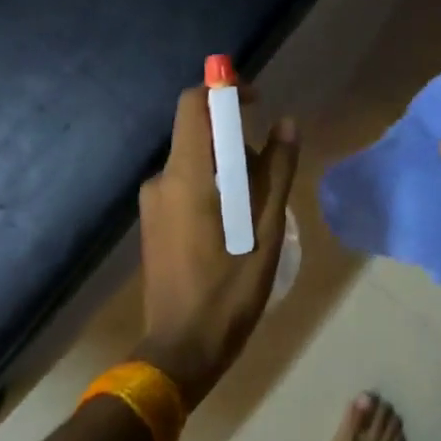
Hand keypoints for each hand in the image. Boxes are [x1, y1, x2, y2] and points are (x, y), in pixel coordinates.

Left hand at [133, 86, 299, 407]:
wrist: (180, 349)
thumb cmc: (229, 292)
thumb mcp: (265, 230)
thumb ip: (278, 171)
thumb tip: (287, 123)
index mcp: (186, 177)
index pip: (194, 105)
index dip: (224, 91)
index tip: (257, 101)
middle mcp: (162, 180)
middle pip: (199, 134)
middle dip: (237, 139)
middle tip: (272, 173)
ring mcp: (153, 203)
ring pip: (195, 161)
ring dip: (229, 167)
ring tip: (259, 207)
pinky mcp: (154, 222)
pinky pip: (185, 184)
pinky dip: (213, 186)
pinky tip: (236, 224)